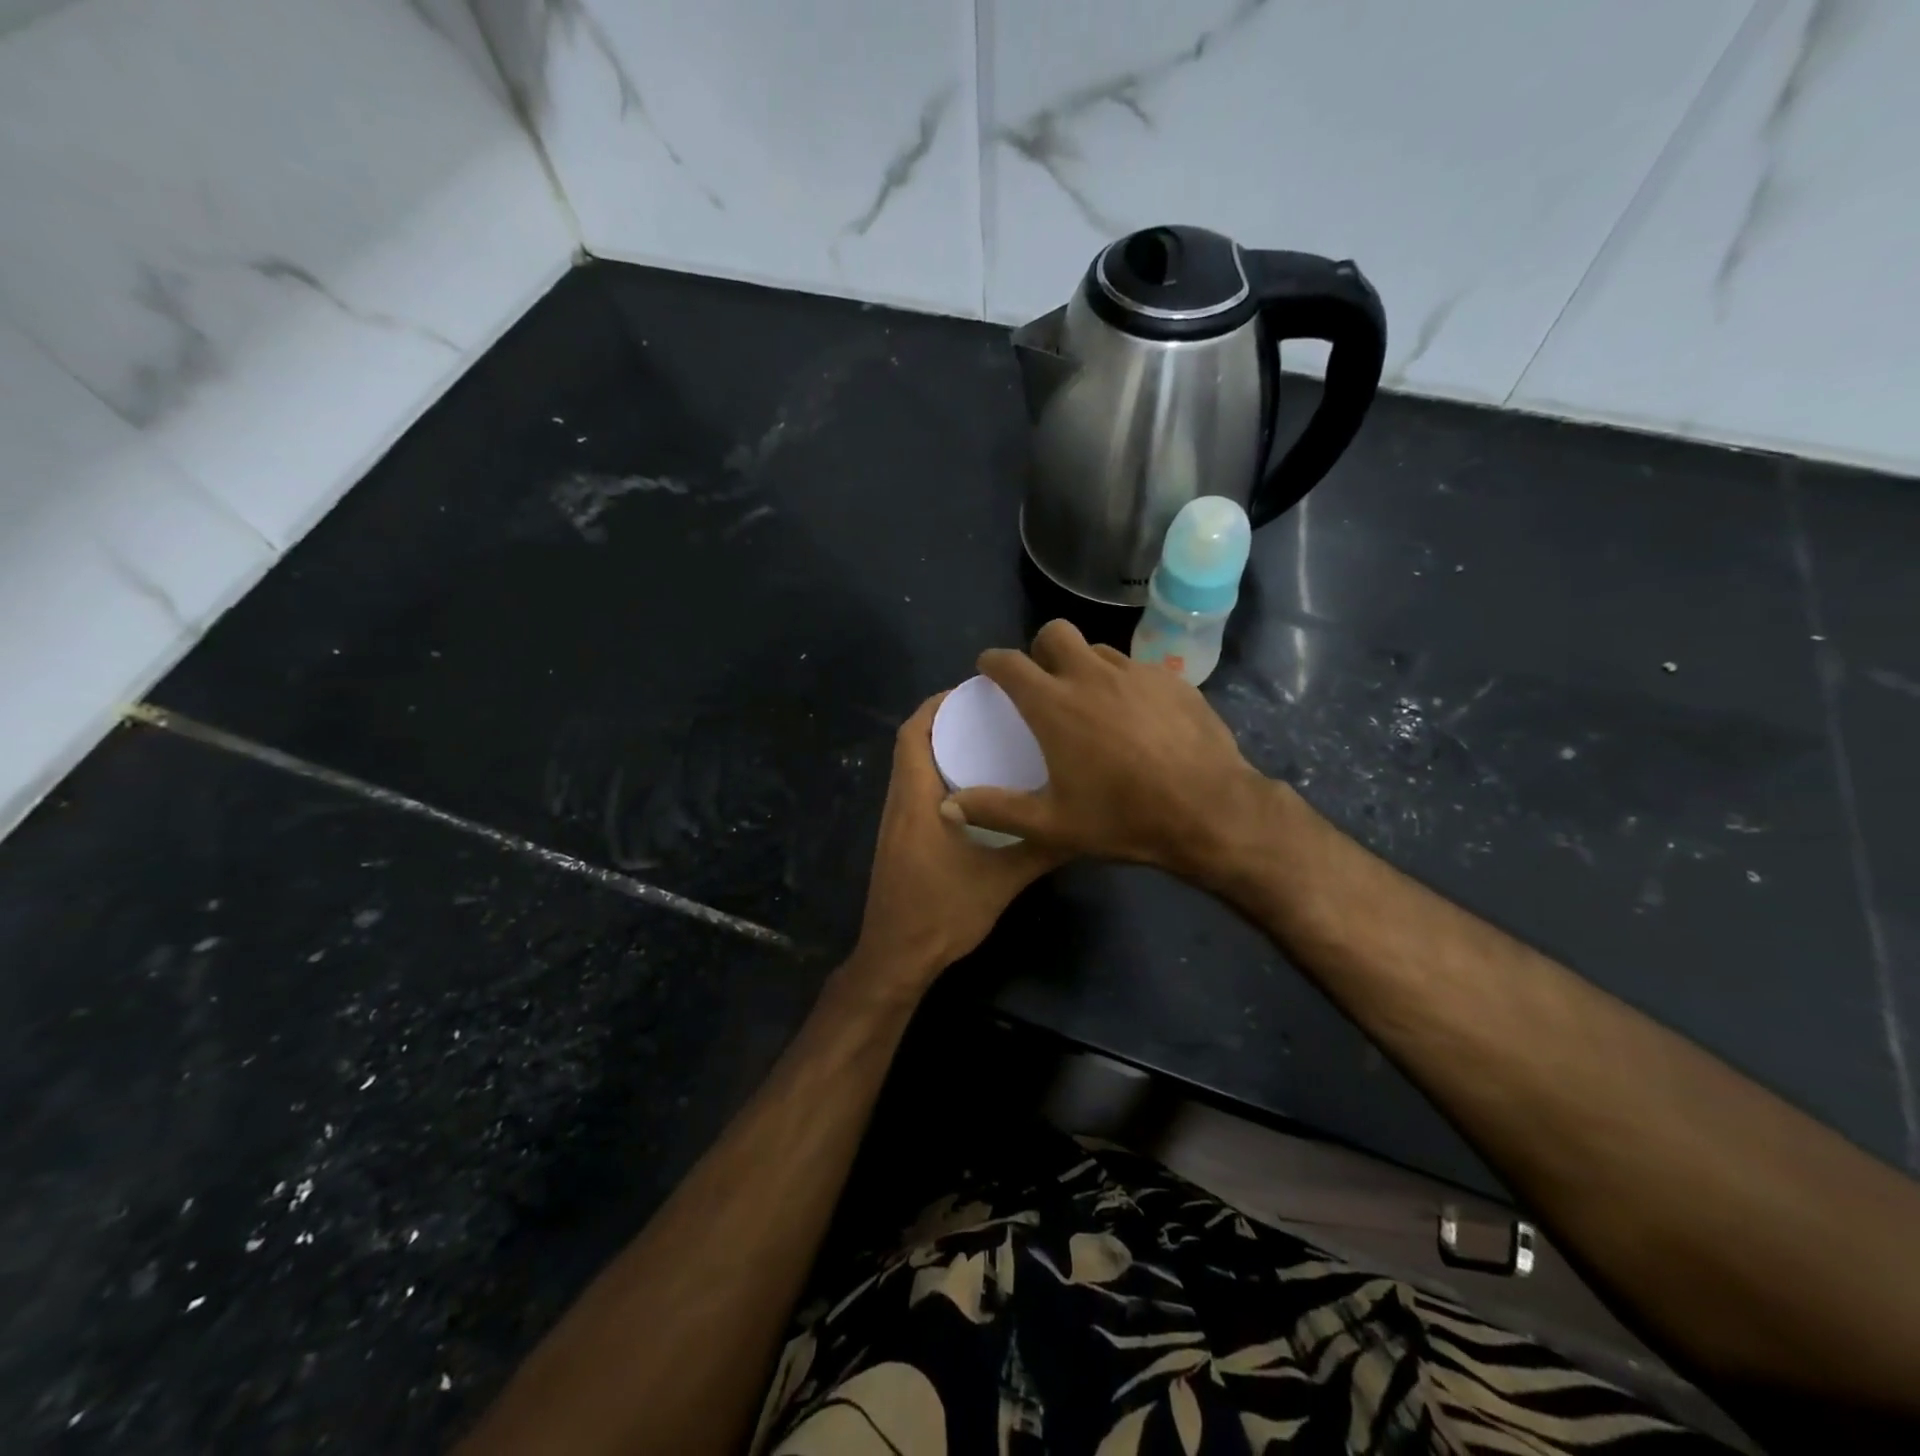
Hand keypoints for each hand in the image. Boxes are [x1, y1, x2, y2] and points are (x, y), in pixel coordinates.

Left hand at [846, 693, 1067, 997]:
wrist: (898, 957)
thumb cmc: (944, 912)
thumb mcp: (1003, 879)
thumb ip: (1040, 848)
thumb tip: (1080, 822)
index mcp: (916, 799)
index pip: (913, 734)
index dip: (937, 705)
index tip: (974, 691)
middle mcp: (899, 802)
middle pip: (911, 744)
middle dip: (946, 721)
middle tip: (991, 713)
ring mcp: (895, 823)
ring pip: (912, 768)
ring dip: (941, 748)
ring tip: (987, 741)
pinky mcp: (898, 841)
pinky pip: (916, 791)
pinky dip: (939, 775)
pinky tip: (976, 790)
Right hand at [942, 620, 1278, 876]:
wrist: (1210, 811)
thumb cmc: (1124, 818)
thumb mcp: (1052, 826)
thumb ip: (996, 811)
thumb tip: (947, 806)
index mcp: (1055, 705)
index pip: (1010, 663)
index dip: (992, 662)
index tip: (988, 670)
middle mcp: (1092, 676)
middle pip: (1055, 632)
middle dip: (1040, 648)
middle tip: (1043, 679)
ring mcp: (1136, 673)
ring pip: (1099, 649)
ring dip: (1084, 665)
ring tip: (1091, 699)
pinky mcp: (1173, 680)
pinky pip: (1137, 668)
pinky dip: (1124, 683)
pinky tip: (1136, 715)